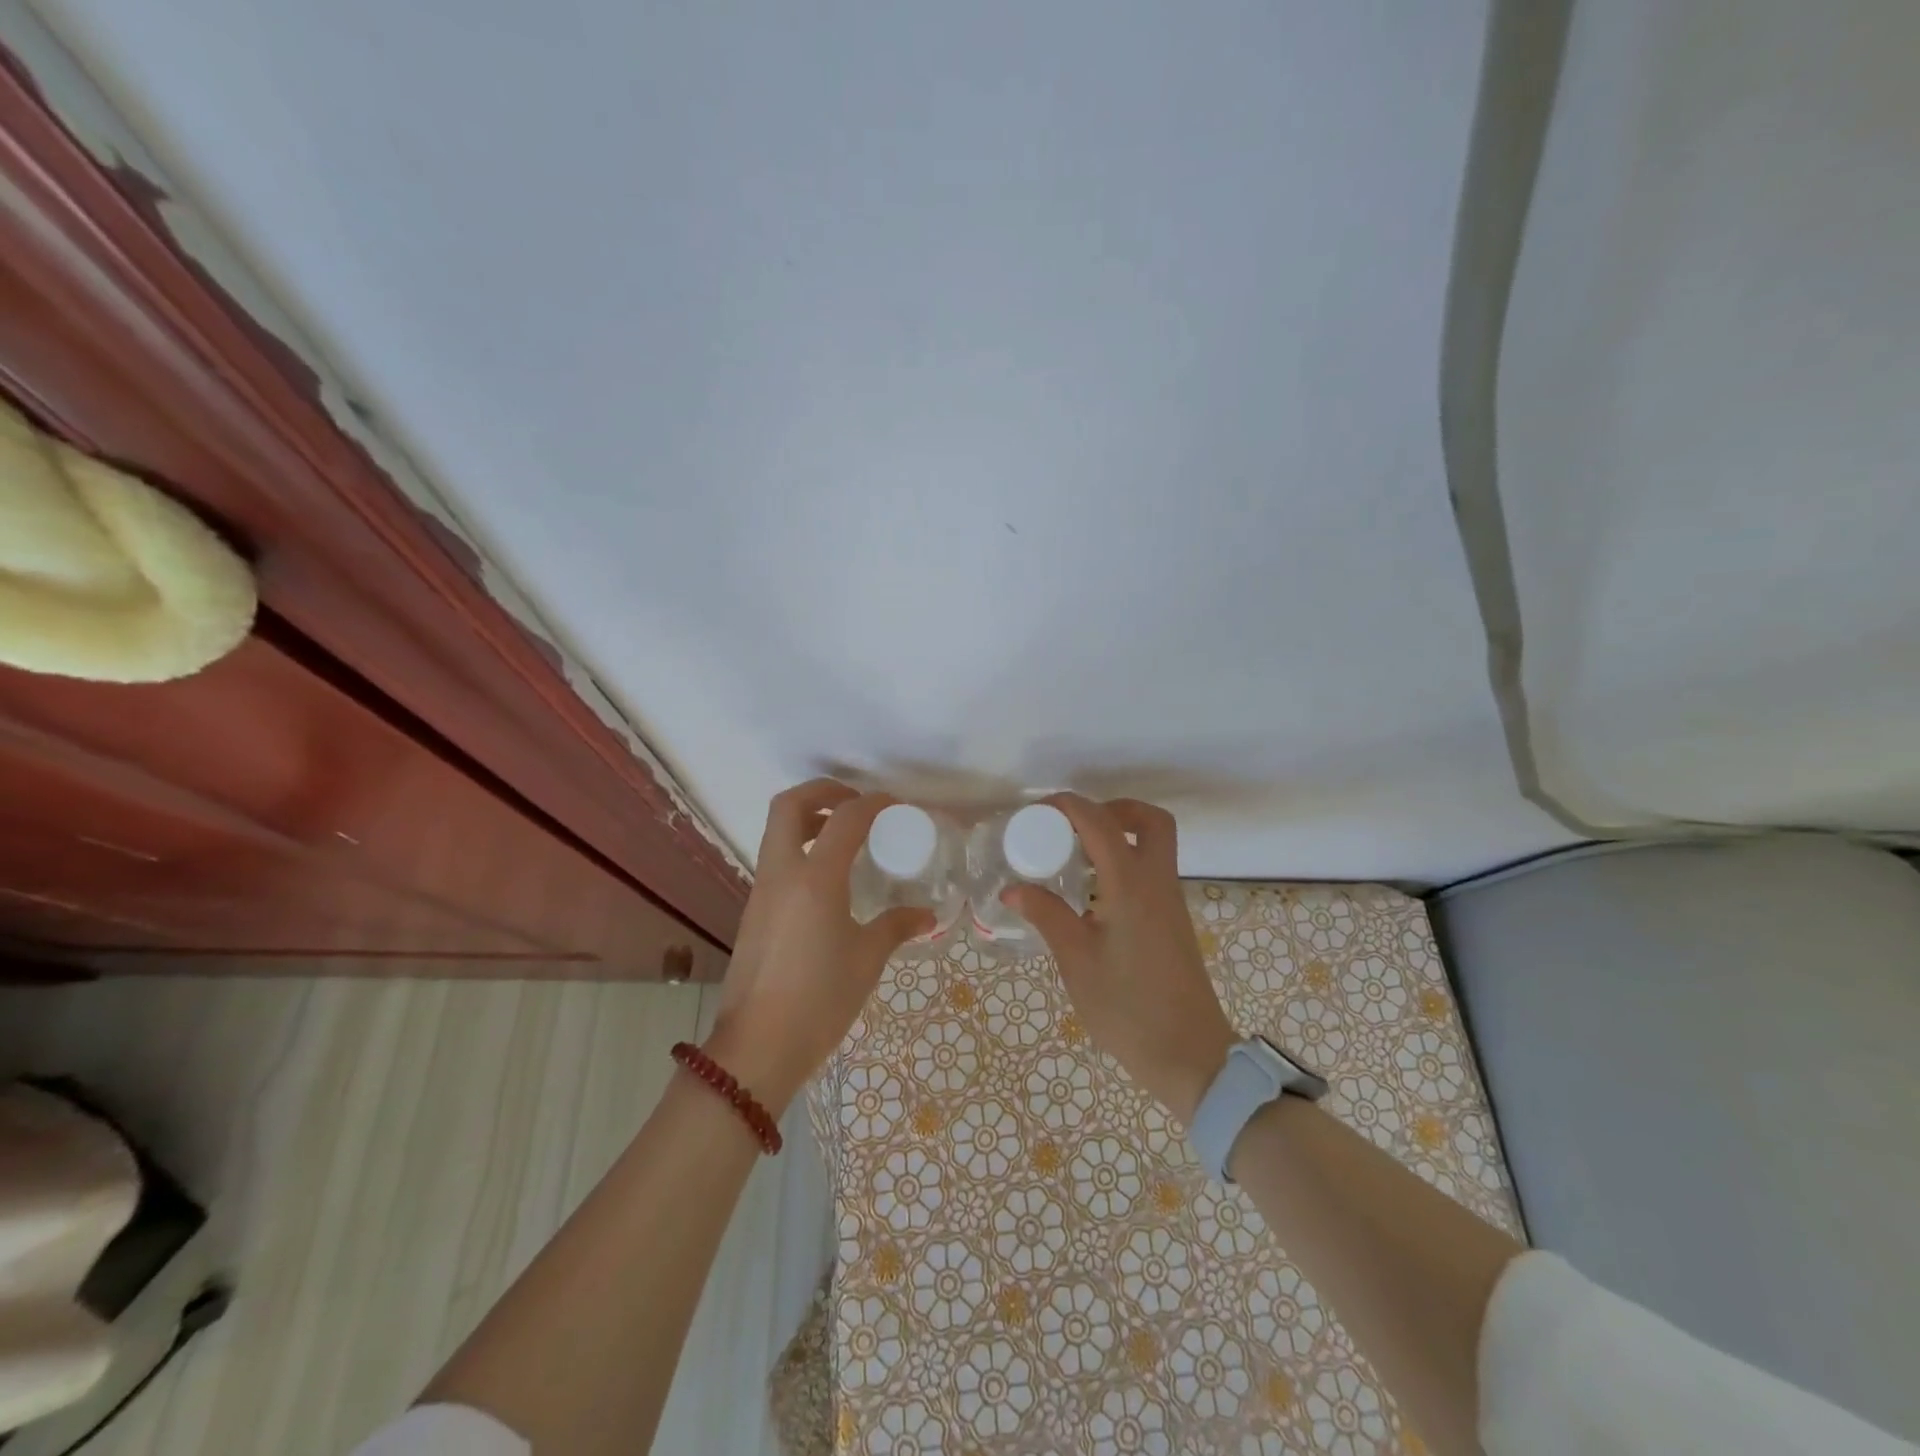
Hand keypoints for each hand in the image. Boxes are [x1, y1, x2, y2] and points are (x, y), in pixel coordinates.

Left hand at [704, 780, 933, 1114]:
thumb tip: (926, 916)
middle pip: (790, 805)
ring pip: (777, 832)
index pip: (845, 819)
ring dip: (809, 820)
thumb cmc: (819, 999)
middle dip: (823, 792)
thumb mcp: (867, 960)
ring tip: (846, 838)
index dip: (873, 803)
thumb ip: (896, 927)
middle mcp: (782, 873)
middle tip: (856, 804)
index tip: (896, 806)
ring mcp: (762, 891)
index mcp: (815, 878)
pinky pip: (776, 861)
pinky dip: (801, 849)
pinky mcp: (754, 911)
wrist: (758, 1047)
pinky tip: (829, 881)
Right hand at [1006, 795, 1235, 1125]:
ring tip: (1074, 856)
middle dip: (1112, 809)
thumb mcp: (1076, 960)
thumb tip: (1012, 889)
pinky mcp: (1172, 921)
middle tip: (1073, 826)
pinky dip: (1124, 862)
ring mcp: (1170, 902)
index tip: (1036, 811)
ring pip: (1154, 845)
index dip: (1069, 806)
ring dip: (1119, 835)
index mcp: (1132, 885)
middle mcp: (1157, 882)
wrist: (1189, 1055)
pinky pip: (1151, 871)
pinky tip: (1092, 891)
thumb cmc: (1127, 1007)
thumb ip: (1047, 915)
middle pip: (1149, 820)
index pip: (1101, 822)